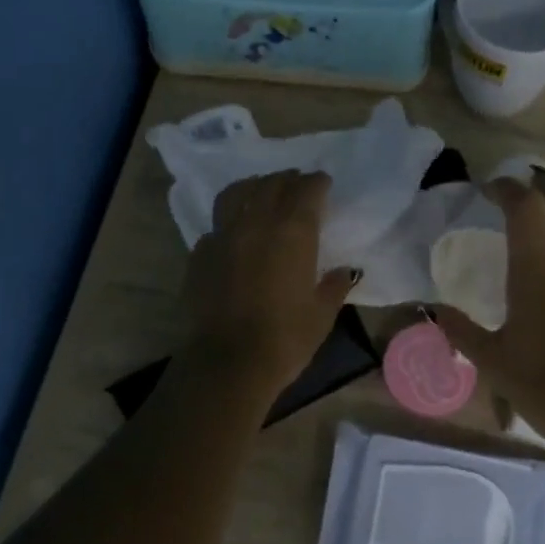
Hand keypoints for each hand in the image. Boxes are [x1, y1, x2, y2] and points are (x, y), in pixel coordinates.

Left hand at [181, 170, 356, 399]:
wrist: (229, 363)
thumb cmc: (286, 339)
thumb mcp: (322, 314)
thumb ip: (334, 285)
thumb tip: (344, 271)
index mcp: (293, 232)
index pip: (307, 190)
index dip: (317, 183)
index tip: (324, 184)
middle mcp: (256, 223)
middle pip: (272, 184)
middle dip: (288, 180)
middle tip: (297, 185)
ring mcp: (223, 235)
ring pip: (237, 193)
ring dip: (254, 186)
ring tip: (262, 192)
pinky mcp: (200, 253)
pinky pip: (216, 224)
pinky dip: (230, 220)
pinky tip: (235, 233)